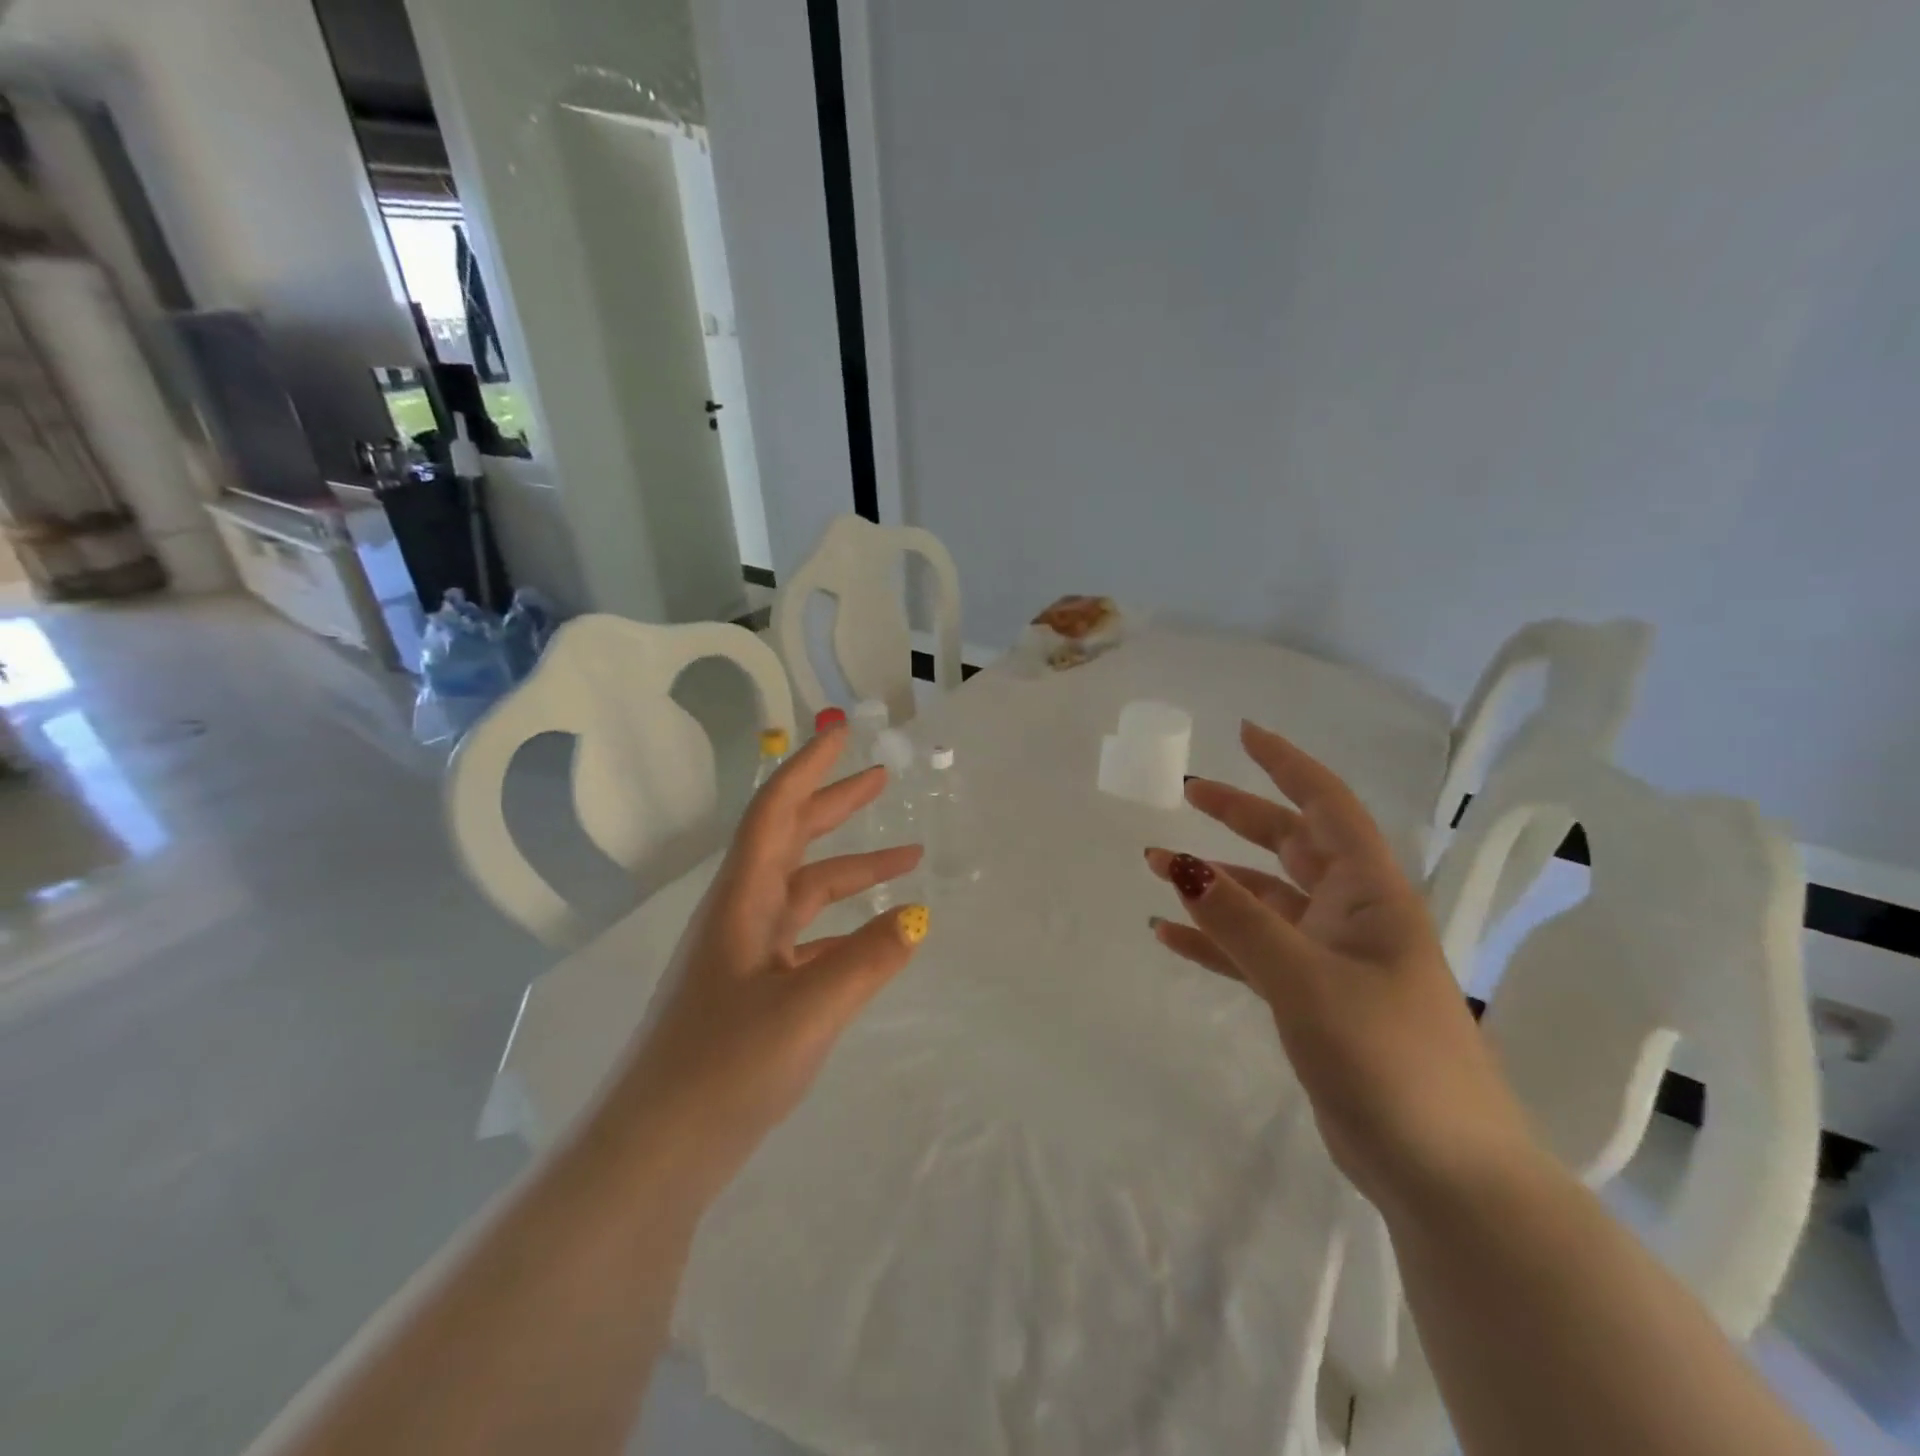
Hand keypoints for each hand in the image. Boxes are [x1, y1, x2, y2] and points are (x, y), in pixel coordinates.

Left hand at [607, 725, 927, 1201]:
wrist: (656, 1150)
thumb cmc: (724, 1067)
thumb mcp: (808, 1008)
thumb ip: (868, 959)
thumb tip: (917, 917)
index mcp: (743, 900)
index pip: (777, 811)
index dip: (809, 769)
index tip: (842, 736)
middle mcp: (741, 914)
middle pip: (791, 839)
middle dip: (836, 805)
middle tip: (882, 779)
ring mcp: (744, 953)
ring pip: (805, 891)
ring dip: (852, 871)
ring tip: (907, 861)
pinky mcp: (751, 990)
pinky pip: (806, 938)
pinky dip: (843, 927)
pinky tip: (874, 940)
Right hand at [1146, 721, 1534, 1211]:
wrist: (1442, 1172)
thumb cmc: (1387, 1058)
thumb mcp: (1306, 980)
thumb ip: (1240, 920)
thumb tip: (1180, 863)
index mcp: (1370, 895)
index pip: (1327, 807)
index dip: (1287, 765)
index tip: (1244, 733)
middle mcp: (1353, 916)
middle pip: (1289, 844)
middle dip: (1239, 814)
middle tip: (1186, 791)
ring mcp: (1332, 958)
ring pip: (1264, 899)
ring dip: (1214, 881)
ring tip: (1156, 866)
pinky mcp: (1313, 999)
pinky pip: (1253, 951)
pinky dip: (1214, 939)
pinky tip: (1169, 934)